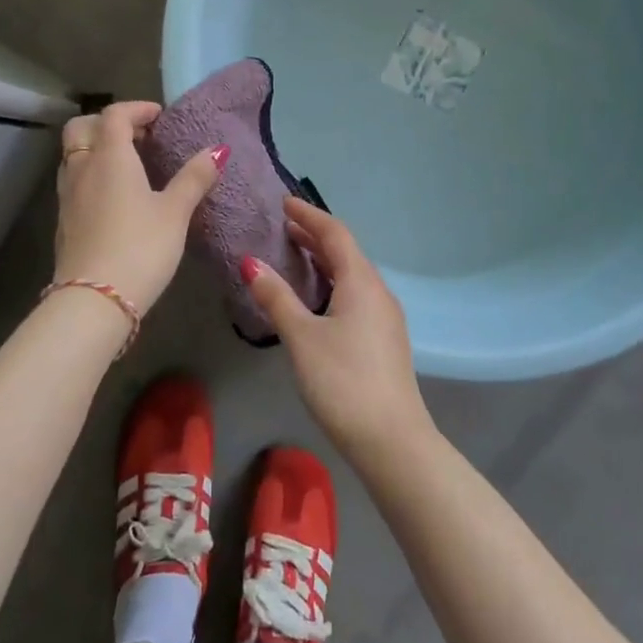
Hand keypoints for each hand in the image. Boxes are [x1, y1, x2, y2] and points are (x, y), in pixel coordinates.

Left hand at [53, 101, 224, 313]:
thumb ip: (194, 178)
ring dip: (97, 149)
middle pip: (82, 128)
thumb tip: (217, 150)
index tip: (159, 116)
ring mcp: (67, 196)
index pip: (115, 115)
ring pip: (74, 156)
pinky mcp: (63, 221)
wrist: (94, 300)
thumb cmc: (140, 247)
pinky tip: (115, 198)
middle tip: (138, 136)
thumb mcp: (175, 212)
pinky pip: (74, 182)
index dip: (137, 108)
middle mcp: (82, 168)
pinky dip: (92, 175)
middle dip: (108, 123)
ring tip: (129, 165)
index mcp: (110, 157)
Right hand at [242, 198, 433, 459]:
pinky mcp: (384, 339)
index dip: (308, 215)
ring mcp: (385, 316)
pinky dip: (333, 283)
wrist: (391, 439)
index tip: (284, 203)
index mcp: (361, 281)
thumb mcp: (302, 337)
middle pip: (346, 252)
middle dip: (315, 236)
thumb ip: (277, 297)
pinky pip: (356, 294)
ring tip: (295, 256)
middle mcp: (378, 291)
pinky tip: (317, 298)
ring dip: (325, 260)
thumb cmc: (342, 381)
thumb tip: (251, 262)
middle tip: (283, 227)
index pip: (335, 234)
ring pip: (352, 275)